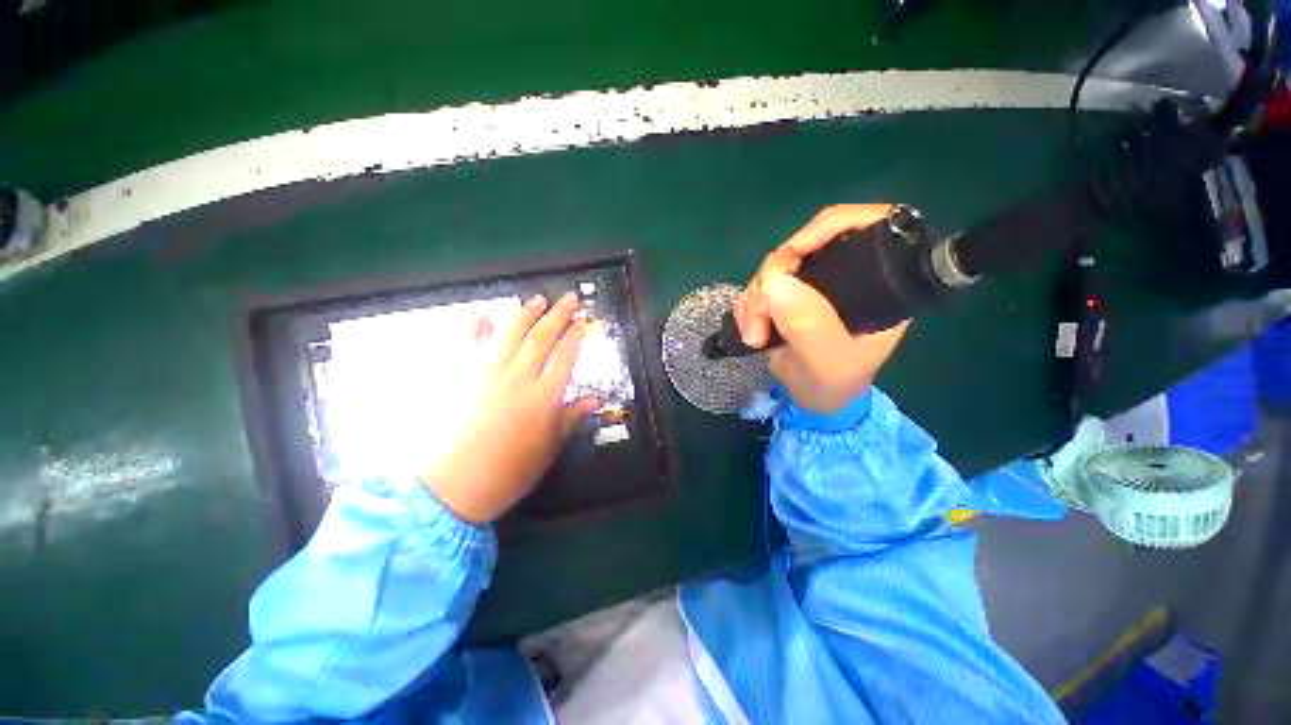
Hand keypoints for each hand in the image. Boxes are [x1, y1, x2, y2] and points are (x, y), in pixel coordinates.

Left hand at [418, 292, 598, 523]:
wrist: (451, 488)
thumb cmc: (509, 472)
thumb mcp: (549, 448)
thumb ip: (570, 417)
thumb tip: (595, 399)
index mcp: (543, 396)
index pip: (565, 356)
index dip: (575, 335)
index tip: (582, 321)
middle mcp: (517, 377)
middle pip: (541, 337)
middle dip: (558, 314)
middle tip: (568, 298)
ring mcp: (484, 373)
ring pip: (509, 333)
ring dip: (525, 313)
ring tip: (536, 300)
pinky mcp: (456, 376)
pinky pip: (465, 343)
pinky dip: (474, 325)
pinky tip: (482, 314)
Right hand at [733, 204, 909, 413]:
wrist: (813, 400)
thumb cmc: (833, 384)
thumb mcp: (828, 362)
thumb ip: (809, 325)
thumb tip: (776, 282)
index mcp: (879, 283)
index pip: (865, 226)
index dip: (826, 228)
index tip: (791, 255)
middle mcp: (847, 274)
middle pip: (804, 247)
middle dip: (772, 279)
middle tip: (759, 319)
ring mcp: (814, 284)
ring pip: (775, 268)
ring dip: (755, 299)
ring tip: (753, 335)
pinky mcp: (789, 295)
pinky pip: (759, 285)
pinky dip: (748, 305)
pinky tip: (748, 329)